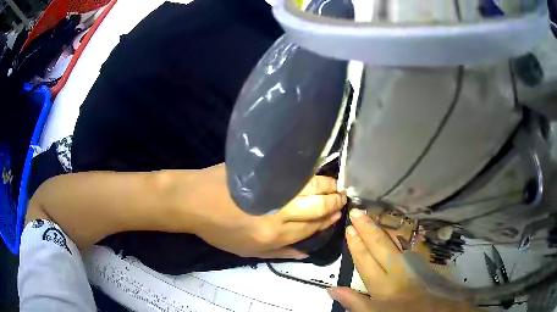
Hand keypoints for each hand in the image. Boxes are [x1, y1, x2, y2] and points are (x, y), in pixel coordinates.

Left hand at [173, 163, 345, 258]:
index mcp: (274, 234)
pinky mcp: (265, 169)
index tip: (338, 214)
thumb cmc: (219, 230)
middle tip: (343, 197)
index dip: (327, 220)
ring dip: (328, 185)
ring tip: (335, 186)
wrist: (194, 200)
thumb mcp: (248, 251)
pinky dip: (311, 172)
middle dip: (334, 201)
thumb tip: (308, 252)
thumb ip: (281, 252)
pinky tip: (318, 173)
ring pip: (311, 184)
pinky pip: (295, 170)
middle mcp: (279, 211)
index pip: (311, 227)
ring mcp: (272, 187)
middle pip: (318, 204)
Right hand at [327, 209, 475, 311]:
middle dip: (367, 229)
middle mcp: (397, 270)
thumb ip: (354, 302)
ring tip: (371, 215)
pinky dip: (396, 235)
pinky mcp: (422, 261)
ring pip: (394, 242)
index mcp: (383, 285)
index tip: (349, 229)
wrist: (434, 311)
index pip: (366, 261)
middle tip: (356, 212)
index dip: (357, 245)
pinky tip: (392, 228)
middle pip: (379, 247)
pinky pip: (406, 244)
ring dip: (381, 228)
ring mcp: (412, 263)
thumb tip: (332, 289)